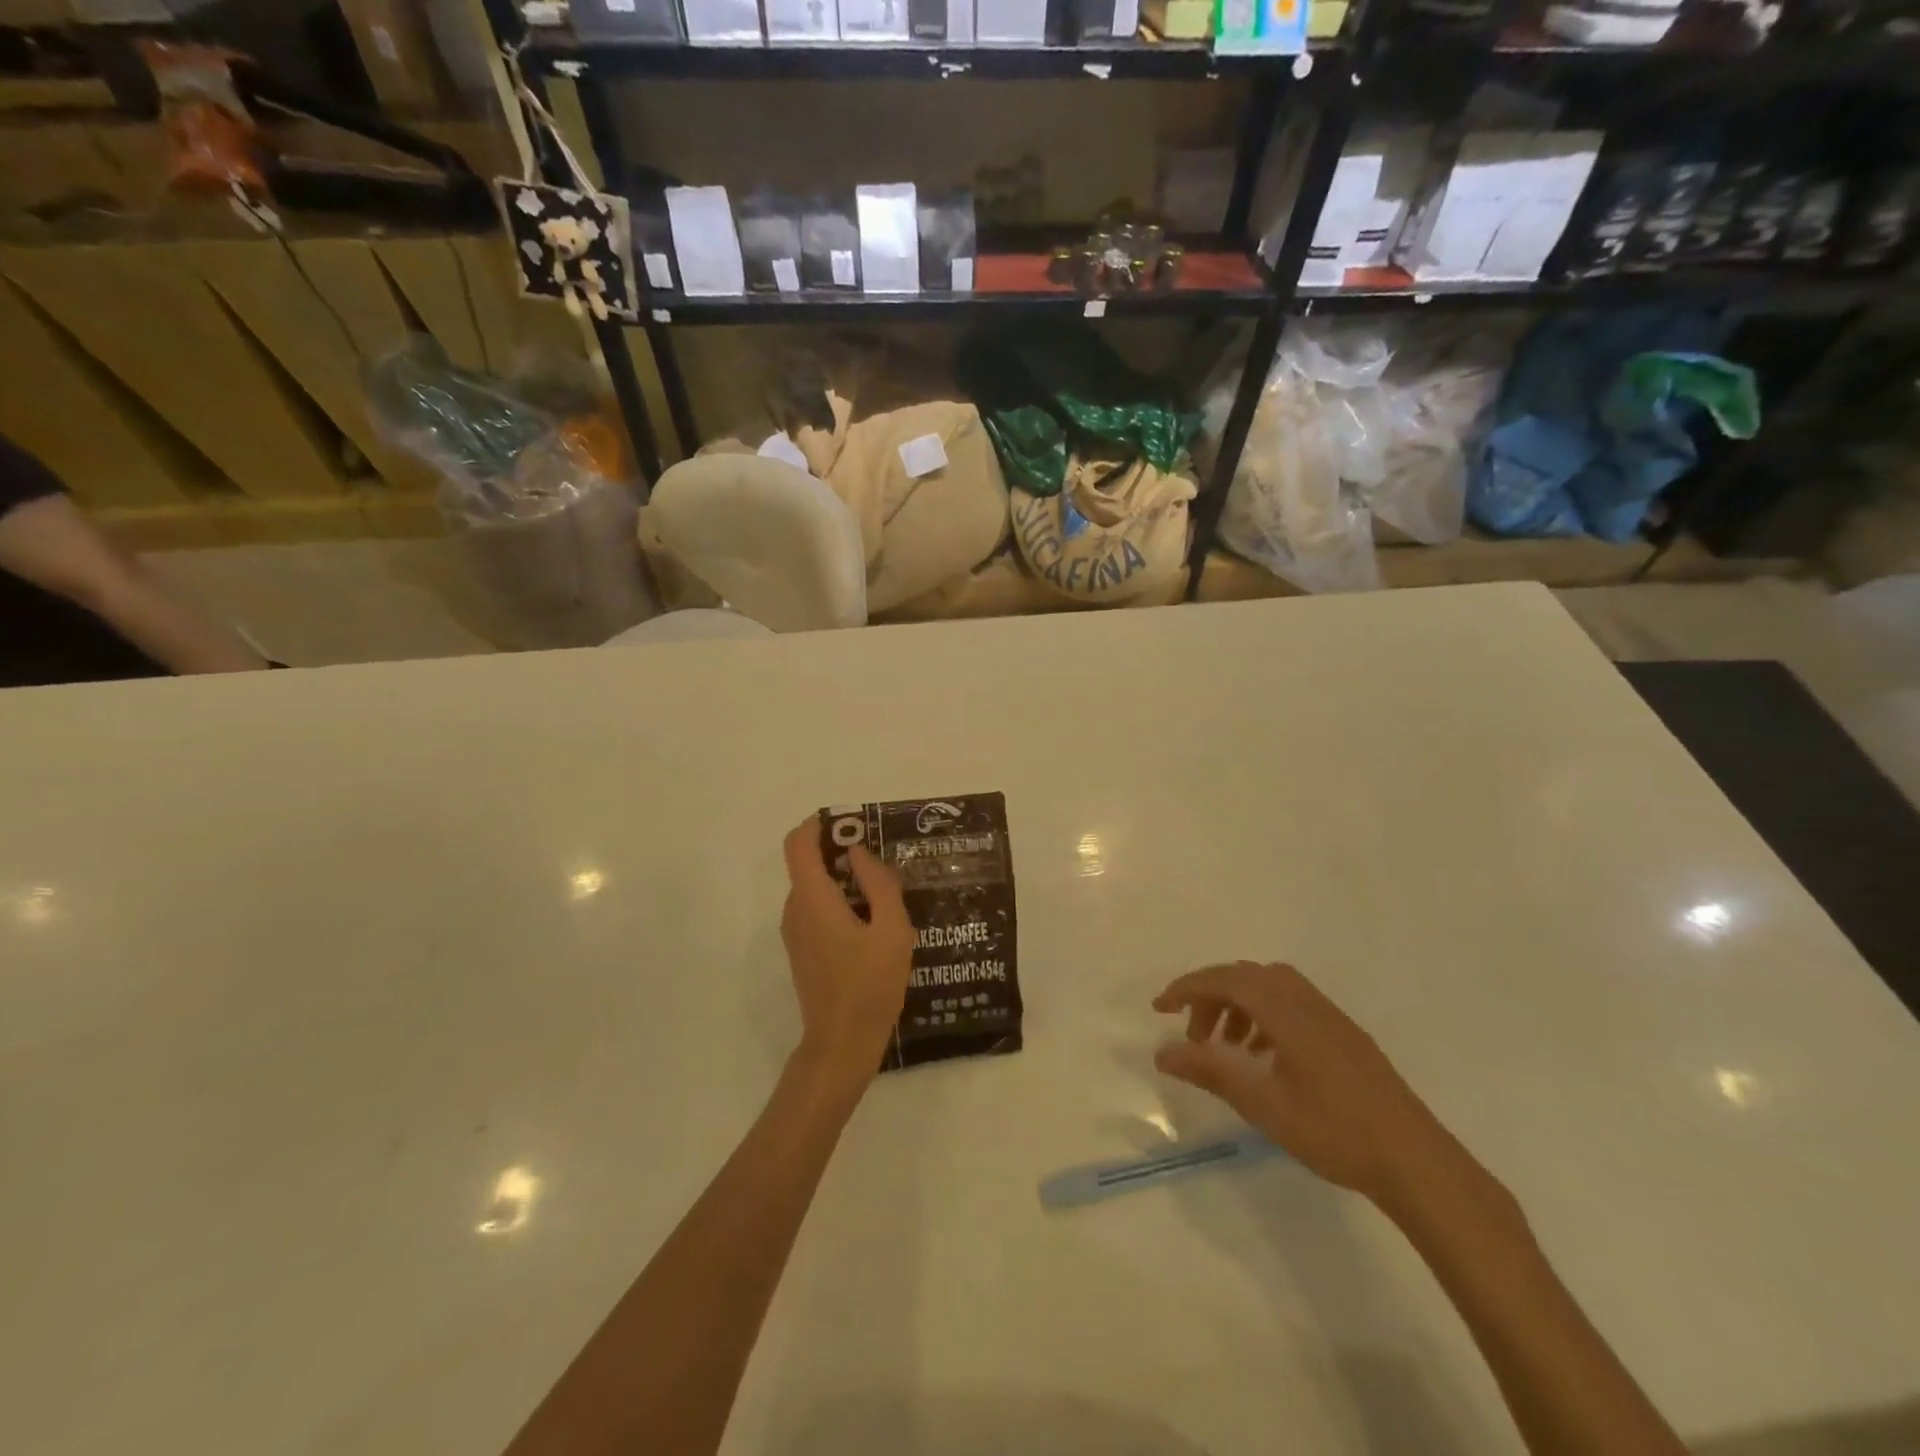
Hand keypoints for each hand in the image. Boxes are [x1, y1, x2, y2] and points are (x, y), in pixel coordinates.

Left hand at [781, 819, 913, 1081]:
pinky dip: (839, 901)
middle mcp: (795, 910)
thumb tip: (858, 853)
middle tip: (882, 858)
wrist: (841, 1044)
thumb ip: (878, 884)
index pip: (798, 844)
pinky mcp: (803, 950)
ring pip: (814, 888)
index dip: (819, 825)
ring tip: (885, 891)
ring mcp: (795, 932)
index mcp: (813, 899)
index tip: (851, 823)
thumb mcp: (892, 931)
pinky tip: (873, 921)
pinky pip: (816, 909)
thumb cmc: (870, 986)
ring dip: (843, 879)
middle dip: (841, 852)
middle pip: (808, 864)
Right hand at [1152, 961, 1451, 1207]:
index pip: (1226, 979)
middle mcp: (1307, 1002)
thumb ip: (1211, 1072)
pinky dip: (1265, 1018)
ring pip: (1271, 989)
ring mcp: (1331, 1017)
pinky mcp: (1345, 1036)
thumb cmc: (1334, 1130)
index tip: (1159, 1008)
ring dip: (1239, 1007)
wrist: (1416, 1162)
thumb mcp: (1263, 1104)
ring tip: (1227, 1048)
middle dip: (1212, 997)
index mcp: (1286, 1011)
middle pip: (1247, 977)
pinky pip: (1292, 1006)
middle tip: (1194, 1036)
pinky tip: (1264, 1059)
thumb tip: (1163, 1054)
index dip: (1188, 988)